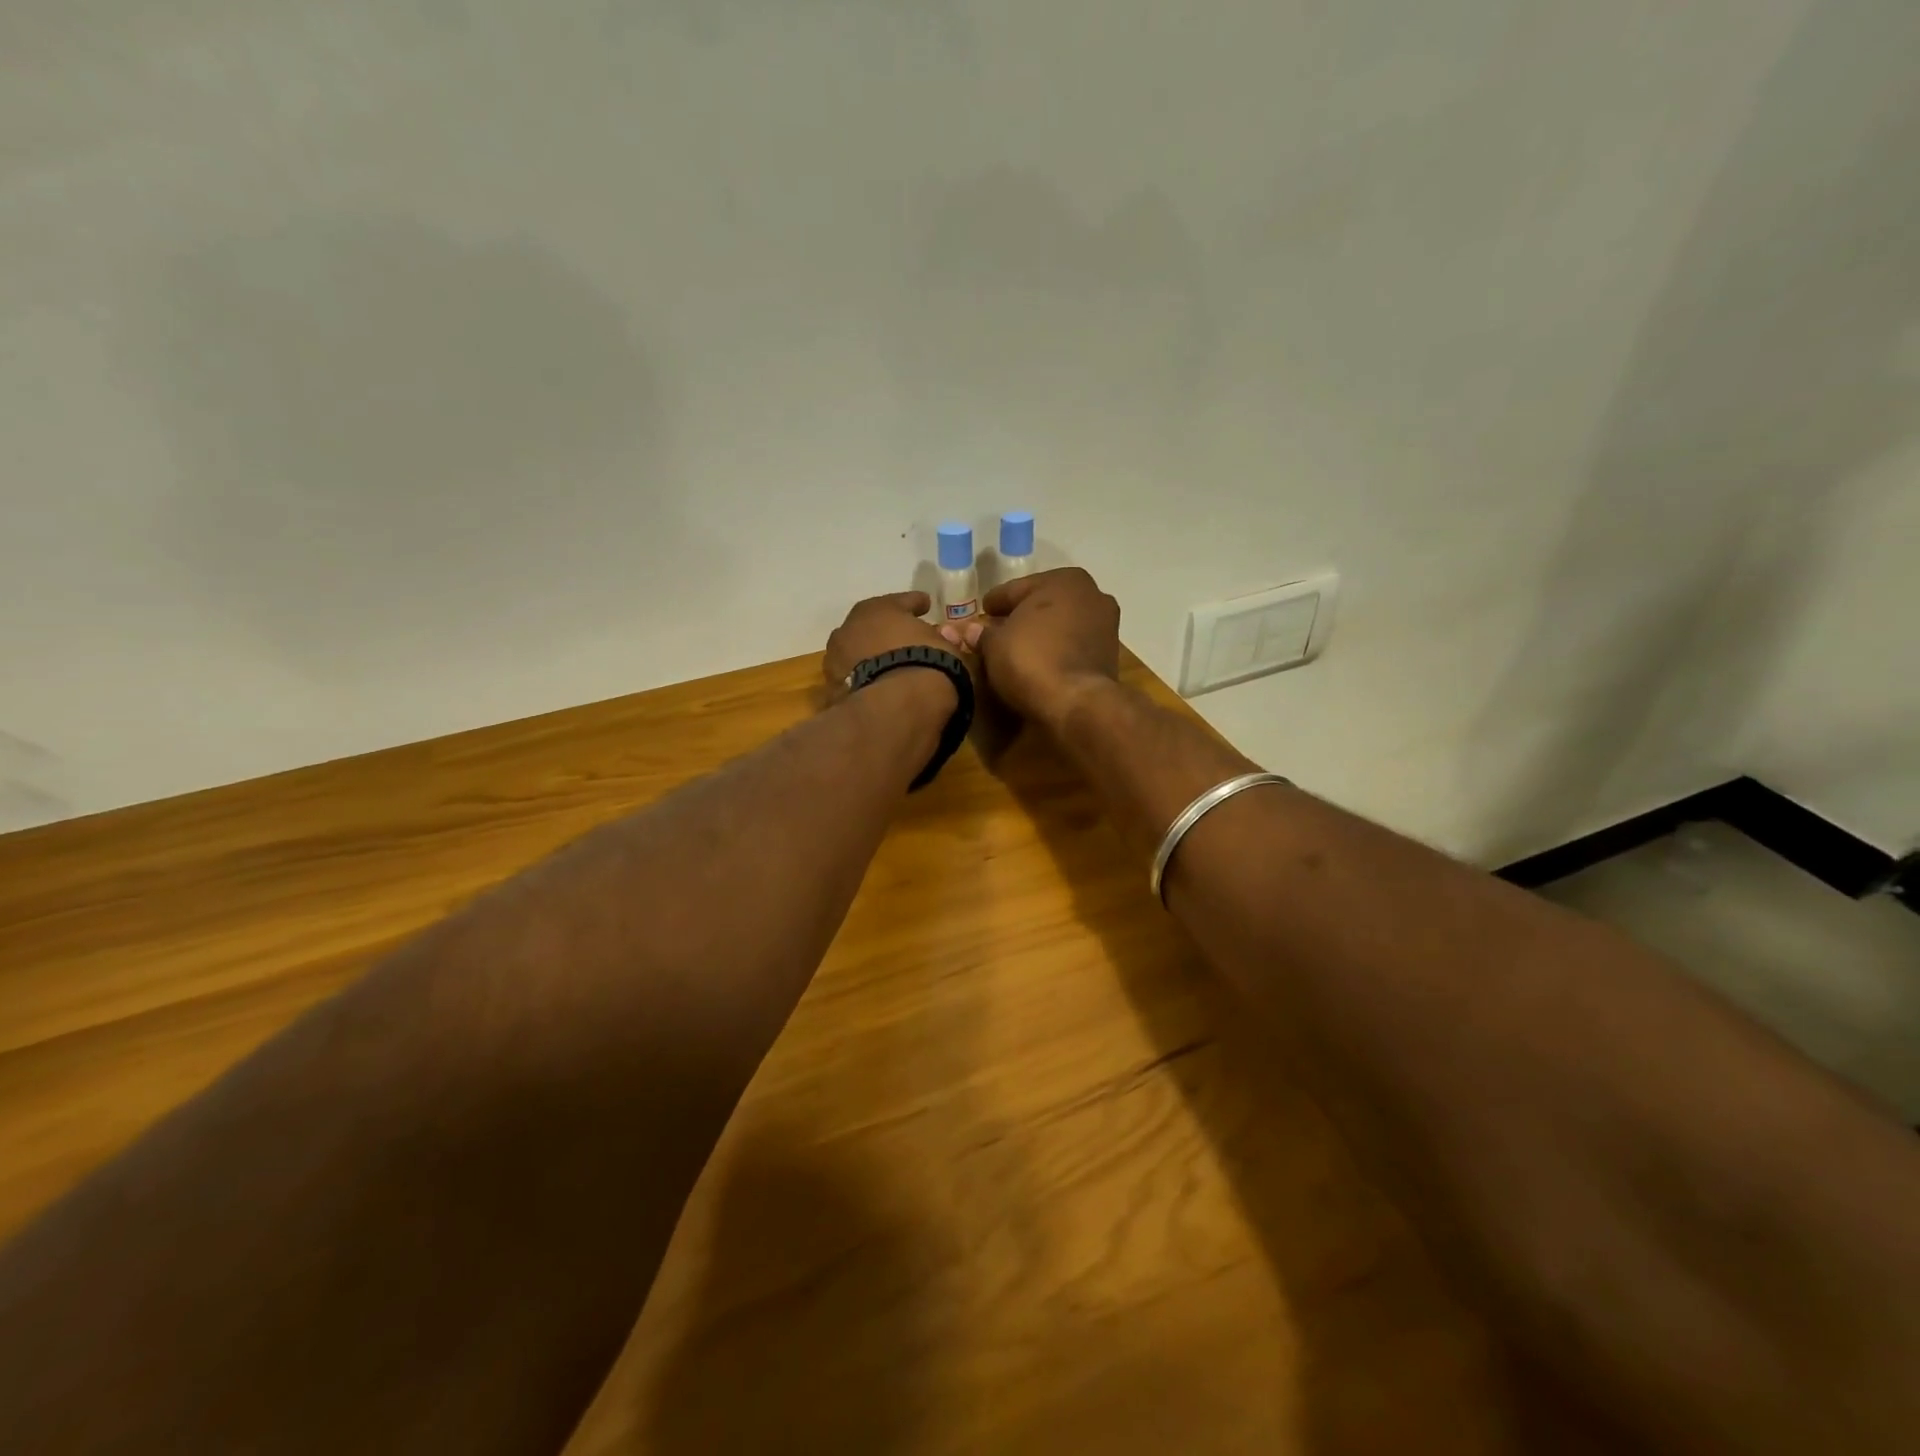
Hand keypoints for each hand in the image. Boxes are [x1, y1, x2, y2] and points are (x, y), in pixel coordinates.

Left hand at [823, 592, 954, 700]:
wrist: (896, 704)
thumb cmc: (927, 664)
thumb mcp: (948, 648)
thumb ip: (942, 639)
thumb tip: (941, 637)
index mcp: (879, 609)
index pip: (900, 601)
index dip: (915, 603)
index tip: (925, 605)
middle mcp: (850, 627)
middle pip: (870, 626)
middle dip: (884, 632)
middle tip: (901, 641)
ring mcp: (836, 659)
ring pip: (856, 653)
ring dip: (869, 658)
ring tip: (886, 669)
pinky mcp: (832, 689)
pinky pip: (853, 680)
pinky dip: (863, 682)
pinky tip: (877, 690)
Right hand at [952, 568, 1118, 727]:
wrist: (1077, 703)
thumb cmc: (1031, 660)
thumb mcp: (995, 645)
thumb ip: (983, 634)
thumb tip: (971, 631)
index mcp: (1064, 580)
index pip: (1017, 589)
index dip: (995, 602)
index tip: (983, 611)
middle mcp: (1091, 595)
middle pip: (1043, 604)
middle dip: (1021, 617)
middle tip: (997, 631)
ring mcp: (1106, 626)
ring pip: (1061, 625)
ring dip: (1042, 635)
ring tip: (1018, 650)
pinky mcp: (1110, 656)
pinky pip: (1073, 646)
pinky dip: (1057, 651)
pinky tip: (1040, 663)